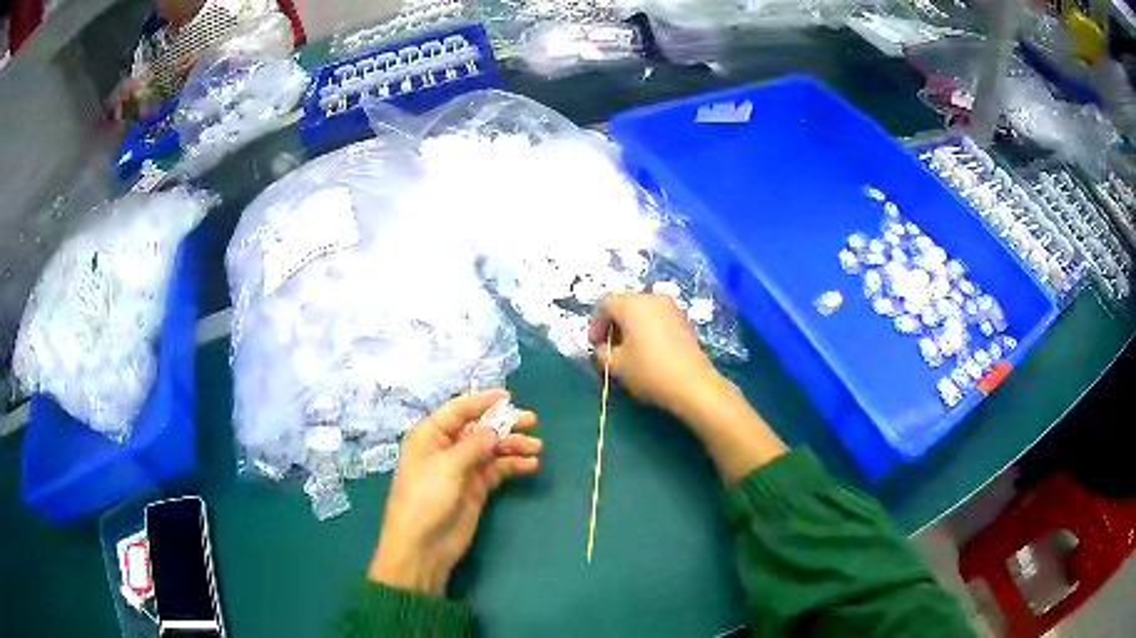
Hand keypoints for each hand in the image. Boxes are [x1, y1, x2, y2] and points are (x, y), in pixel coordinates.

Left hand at [368, 390, 541, 595]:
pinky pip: (497, 470)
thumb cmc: (425, 500)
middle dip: (504, 423)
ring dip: (513, 446)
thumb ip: (473, 445)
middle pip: (478, 428)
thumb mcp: (446, 467)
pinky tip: (531, 466)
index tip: (508, 397)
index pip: (457, 410)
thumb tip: (494, 429)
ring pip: (492, 449)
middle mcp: (446, 448)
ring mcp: (462, 469)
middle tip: (532, 420)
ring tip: (537, 447)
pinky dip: (513, 466)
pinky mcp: (475, 489)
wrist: (422, 547)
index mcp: (430, 436)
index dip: (481, 401)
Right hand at [590, 294, 786, 482]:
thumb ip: (603, 352)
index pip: (605, 303)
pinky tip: (648, 349)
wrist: (693, 384)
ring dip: (631, 325)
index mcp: (632, 304)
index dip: (596, 324)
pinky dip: (647, 328)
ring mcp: (671, 307)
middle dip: (614, 323)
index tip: (596, 345)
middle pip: (624, 303)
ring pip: (642, 310)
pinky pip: (657, 317)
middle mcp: (652, 298)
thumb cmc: (650, 371)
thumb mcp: (616, 365)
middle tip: (610, 347)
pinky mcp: (683, 319)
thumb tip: (603, 348)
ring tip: (629, 350)